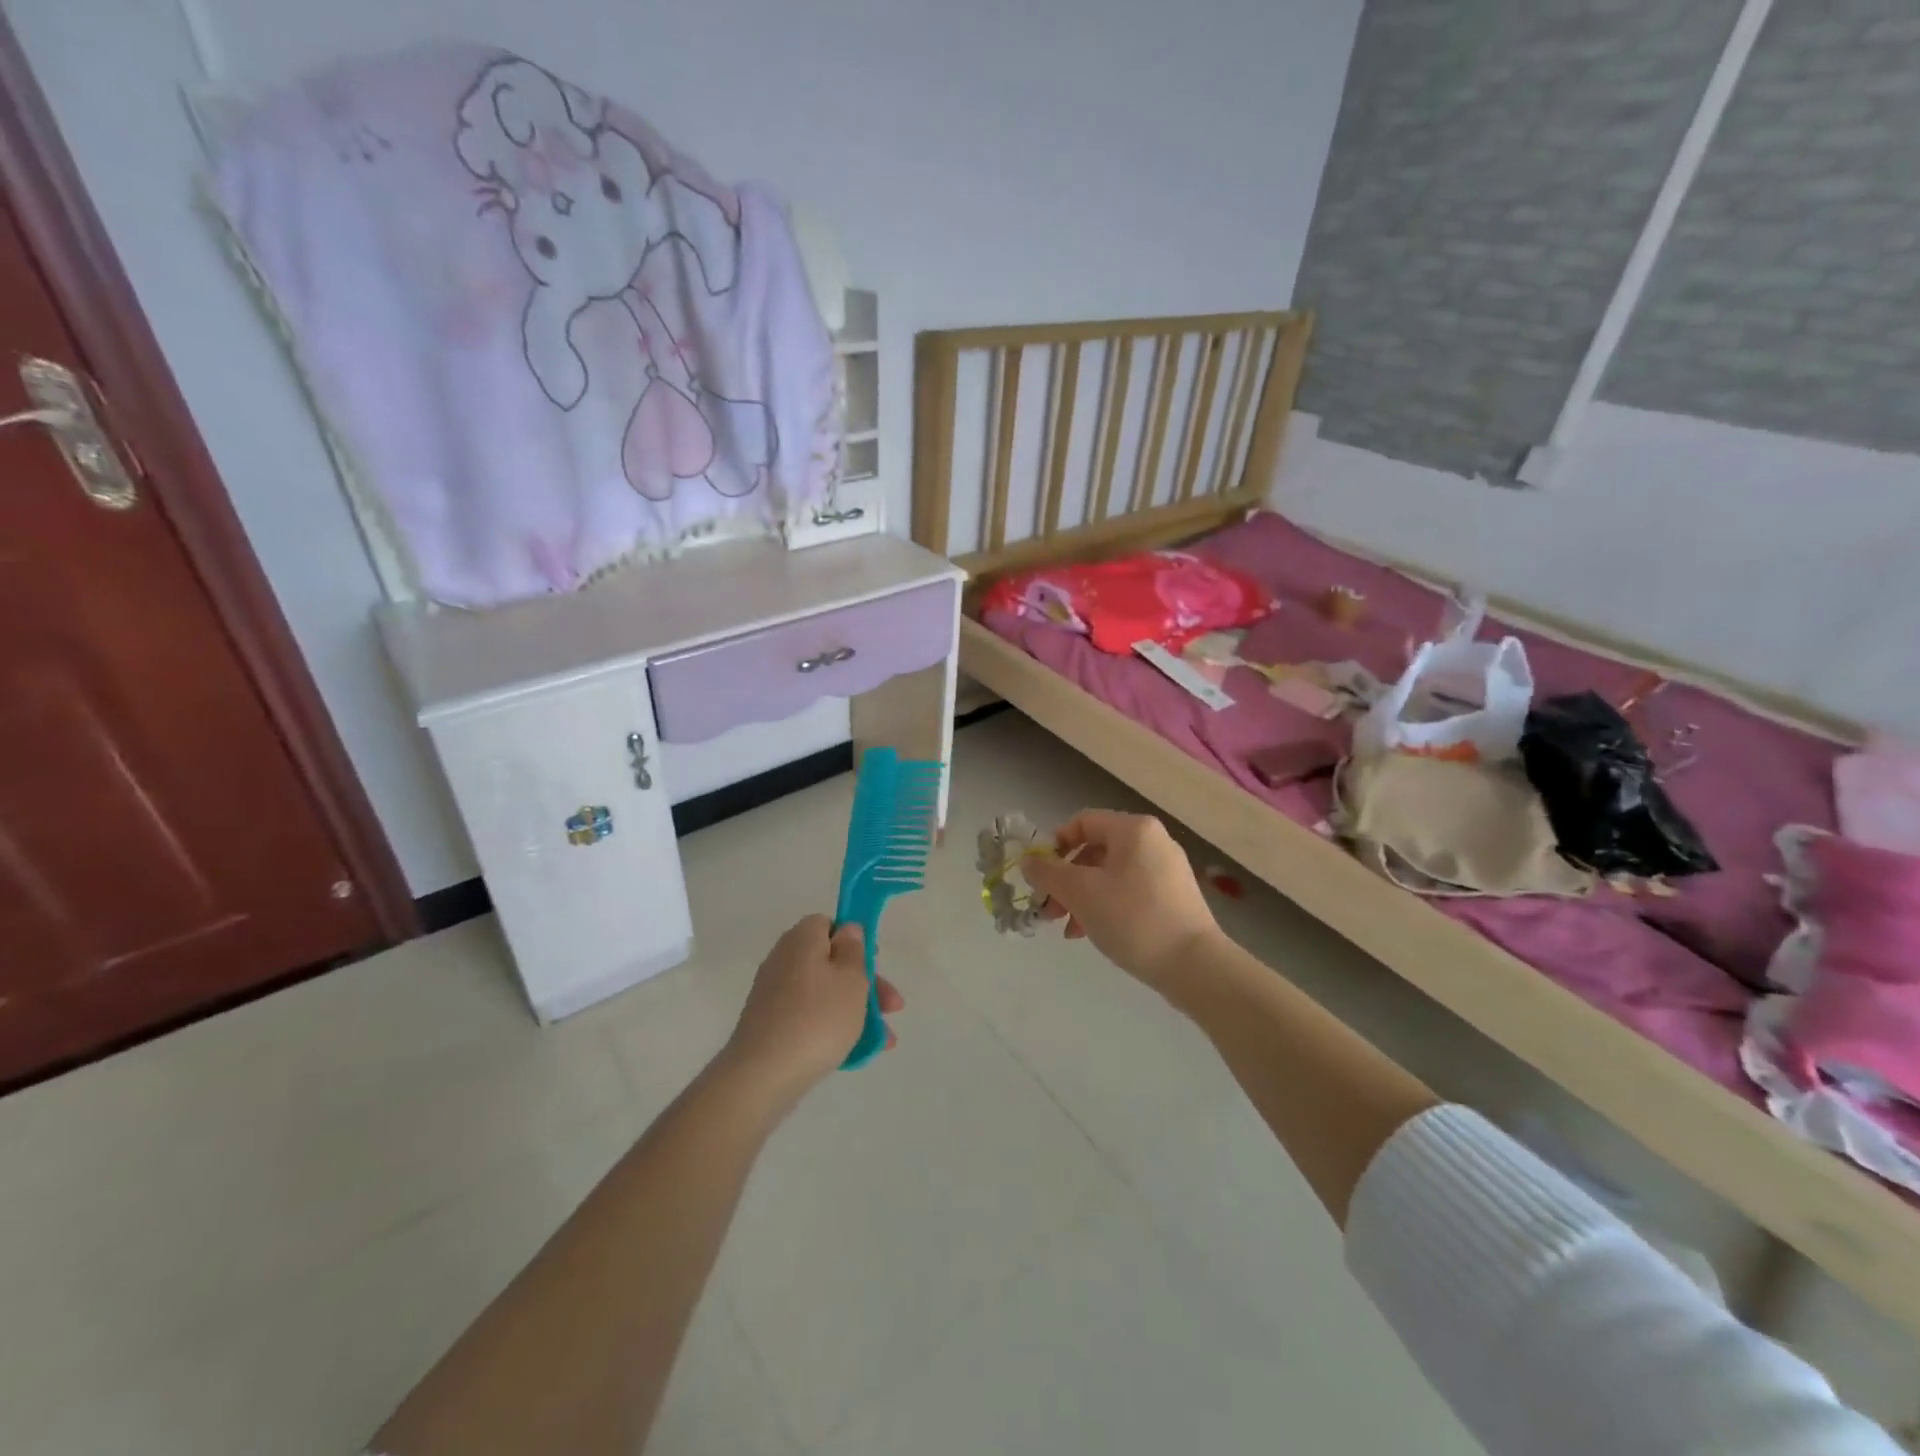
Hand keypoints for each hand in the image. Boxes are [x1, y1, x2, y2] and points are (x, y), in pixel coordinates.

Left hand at [722, 915, 904, 1102]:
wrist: (763, 1075)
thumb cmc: (818, 1018)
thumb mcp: (851, 979)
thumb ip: (854, 950)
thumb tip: (847, 931)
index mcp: (801, 940)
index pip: (828, 924)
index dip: (854, 939)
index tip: (874, 961)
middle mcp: (783, 960)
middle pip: (830, 961)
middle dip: (865, 983)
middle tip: (892, 1007)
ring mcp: (773, 994)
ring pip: (824, 993)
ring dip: (854, 1010)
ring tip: (883, 1040)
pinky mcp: (769, 1025)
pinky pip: (808, 1017)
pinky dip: (831, 1028)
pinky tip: (855, 1051)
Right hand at [1023, 810, 1220, 994]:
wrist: (1194, 966)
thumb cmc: (1133, 918)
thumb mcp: (1081, 893)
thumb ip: (1048, 873)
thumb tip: (1029, 861)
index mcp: (1133, 829)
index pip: (1082, 821)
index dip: (1055, 845)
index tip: (1041, 876)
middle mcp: (1153, 841)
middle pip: (1094, 850)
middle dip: (1066, 880)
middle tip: (1049, 910)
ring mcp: (1166, 870)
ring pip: (1109, 874)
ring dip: (1082, 897)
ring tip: (1068, 929)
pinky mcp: (1173, 897)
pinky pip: (1128, 891)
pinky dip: (1106, 906)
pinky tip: (1092, 933)